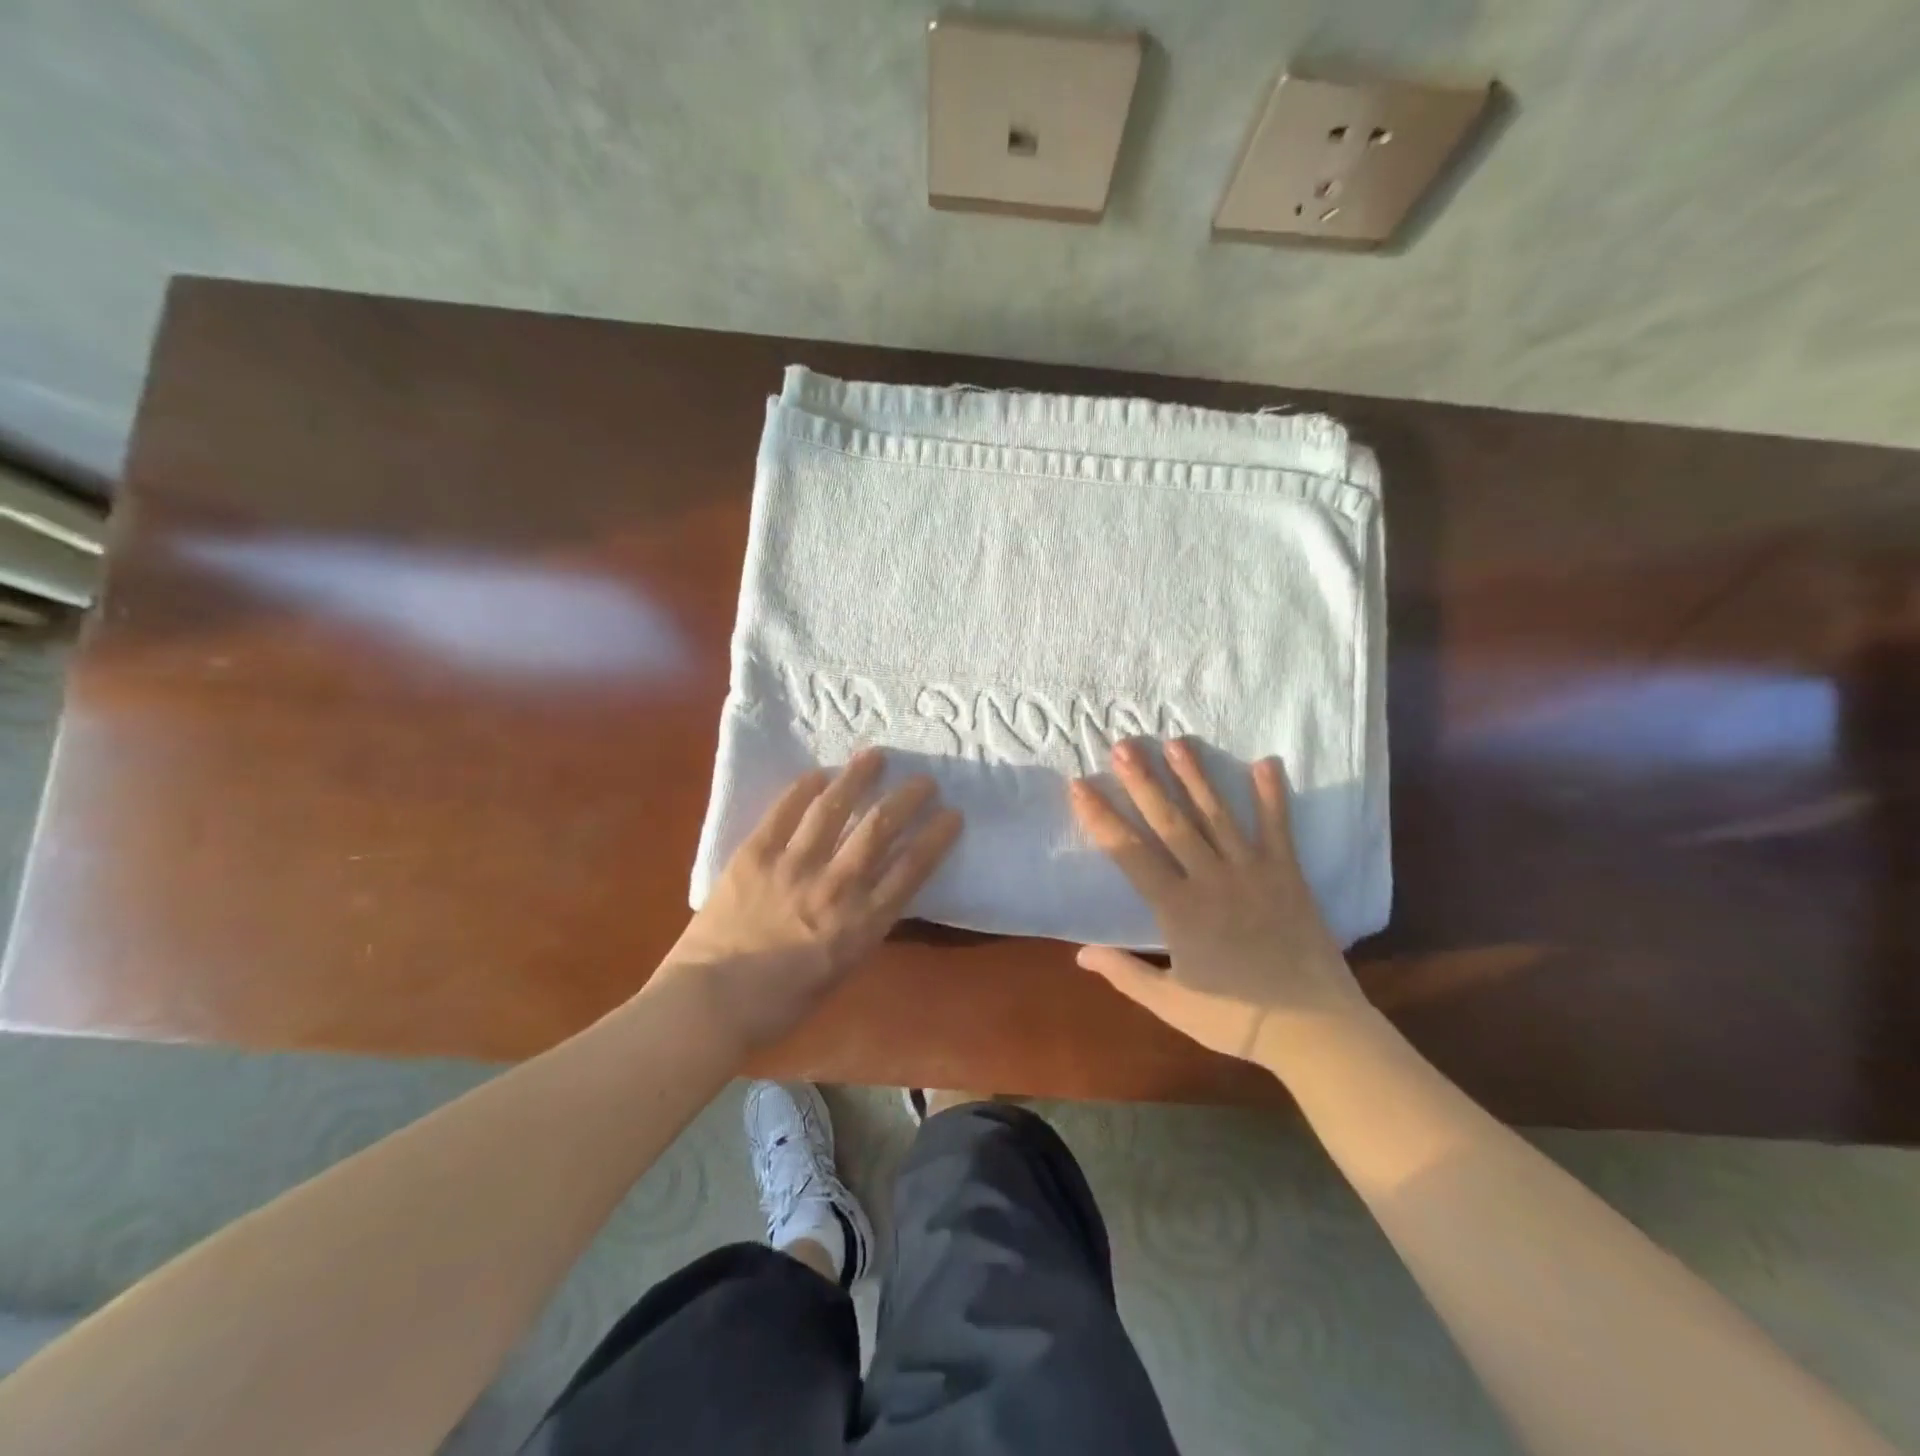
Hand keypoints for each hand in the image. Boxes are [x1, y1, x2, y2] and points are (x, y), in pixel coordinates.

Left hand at [662, 750, 962, 1052]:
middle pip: (879, 830)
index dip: (937, 837)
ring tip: (875, 755)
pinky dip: (803, 789)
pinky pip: (784, 813)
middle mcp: (835, 887)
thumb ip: (861, 928)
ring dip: (858, 778)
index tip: (953, 814)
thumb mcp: (840, 971)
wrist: (710, 1005)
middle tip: (923, 780)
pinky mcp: (755, 854)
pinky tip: (818, 773)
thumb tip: (874, 895)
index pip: (912, 870)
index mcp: (861, 924)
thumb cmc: (779, 1004)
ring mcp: (793, 866)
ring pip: (834, 810)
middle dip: (907, 799)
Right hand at [1069, 738, 1364, 1061]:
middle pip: (1171, 822)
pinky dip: (1272, 795)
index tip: (1080, 785)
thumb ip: (1125, 974)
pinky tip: (1266, 761)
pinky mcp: (1287, 874)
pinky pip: (1278, 828)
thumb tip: (1080, 954)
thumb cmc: (1237, 1019)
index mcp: (1178, 909)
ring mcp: (1252, 872)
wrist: (1315, 1029)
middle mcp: (1211, 880)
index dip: (1101, 818)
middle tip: (1124, 745)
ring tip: (1176, 742)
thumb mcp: (1171, 1003)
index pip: (1129, 854)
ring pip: (1217, 815)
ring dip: (1195, 776)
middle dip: (1144, 782)